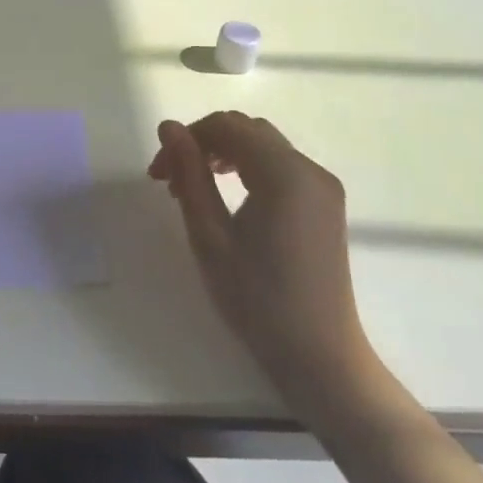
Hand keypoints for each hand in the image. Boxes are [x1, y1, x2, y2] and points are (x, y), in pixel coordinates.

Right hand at [149, 111, 380, 414]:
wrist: (319, 356)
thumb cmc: (257, 298)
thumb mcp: (209, 234)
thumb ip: (189, 173)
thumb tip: (168, 127)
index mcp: (284, 174)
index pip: (225, 127)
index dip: (185, 139)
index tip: (157, 174)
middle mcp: (310, 169)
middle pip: (245, 130)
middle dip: (202, 144)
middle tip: (169, 180)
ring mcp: (322, 186)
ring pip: (262, 145)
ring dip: (222, 154)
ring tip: (191, 188)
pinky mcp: (325, 204)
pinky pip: (279, 165)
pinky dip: (246, 168)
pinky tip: (226, 196)